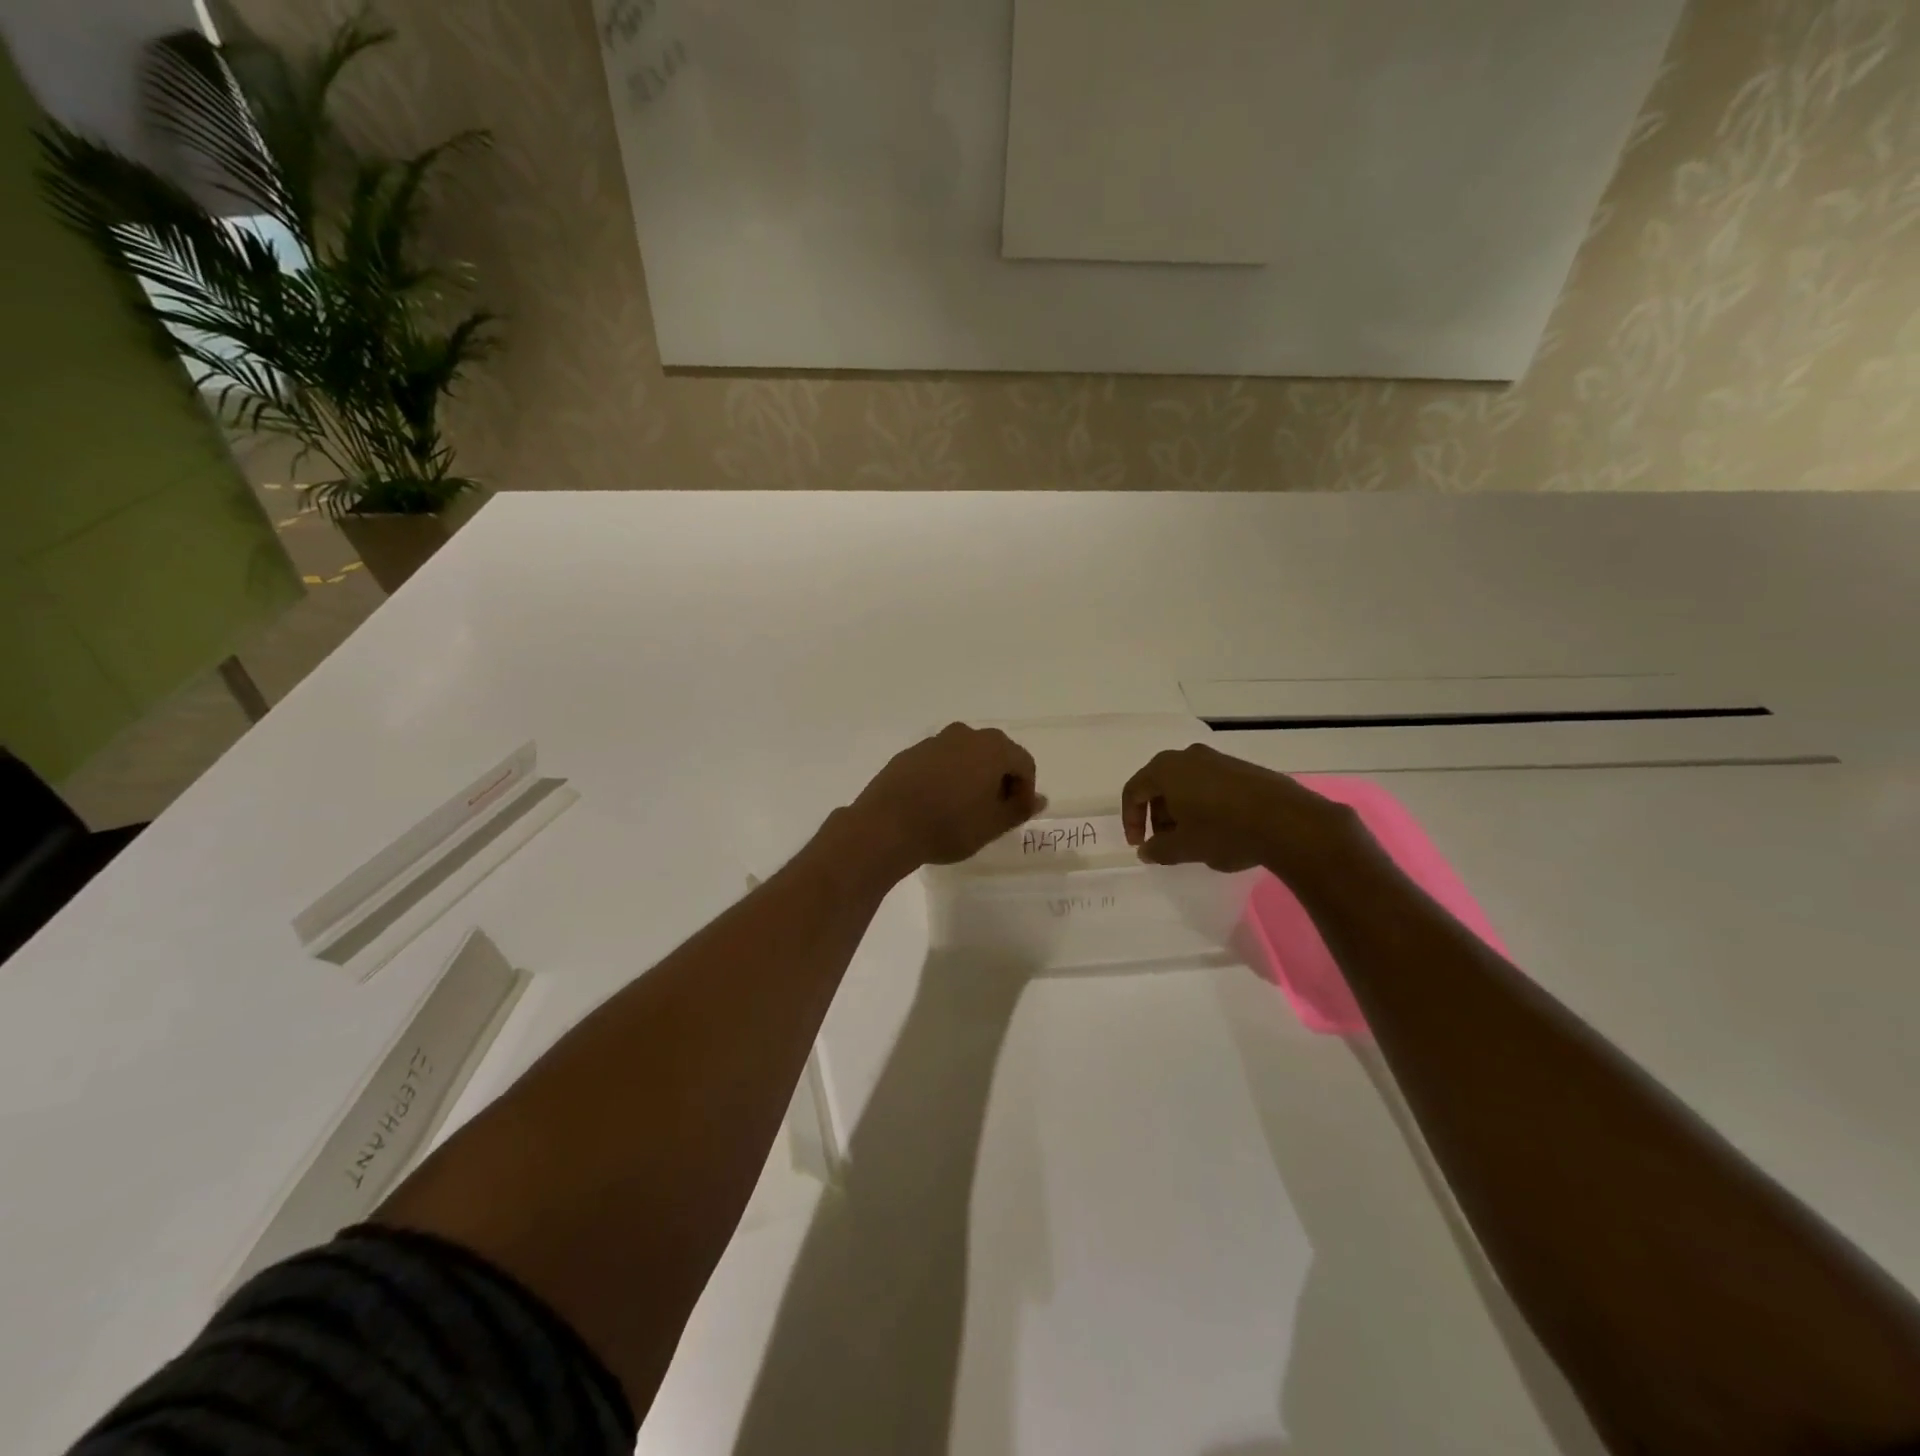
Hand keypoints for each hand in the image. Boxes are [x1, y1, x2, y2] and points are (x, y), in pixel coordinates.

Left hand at [849, 723, 1043, 873]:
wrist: (886, 825)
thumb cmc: (948, 826)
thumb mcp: (992, 825)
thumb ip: (1019, 809)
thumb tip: (1039, 799)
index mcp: (993, 748)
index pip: (1024, 763)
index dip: (1025, 790)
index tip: (1015, 815)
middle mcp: (966, 735)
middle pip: (996, 753)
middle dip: (1000, 779)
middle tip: (994, 811)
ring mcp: (935, 741)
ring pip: (967, 755)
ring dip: (973, 776)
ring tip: (965, 808)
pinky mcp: (911, 752)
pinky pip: (941, 760)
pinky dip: (948, 776)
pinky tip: (938, 802)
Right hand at [1121, 743, 1368, 880]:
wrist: (1288, 822)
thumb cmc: (1224, 831)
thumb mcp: (1184, 848)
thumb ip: (1158, 849)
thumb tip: (1147, 850)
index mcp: (1166, 769)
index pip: (1134, 791)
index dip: (1131, 820)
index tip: (1139, 844)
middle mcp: (1188, 756)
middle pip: (1159, 785)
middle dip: (1157, 815)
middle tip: (1165, 843)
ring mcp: (1218, 759)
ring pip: (1186, 784)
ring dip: (1181, 810)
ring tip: (1192, 839)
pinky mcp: (1242, 768)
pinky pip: (1210, 784)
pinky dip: (1203, 804)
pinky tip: (1218, 829)